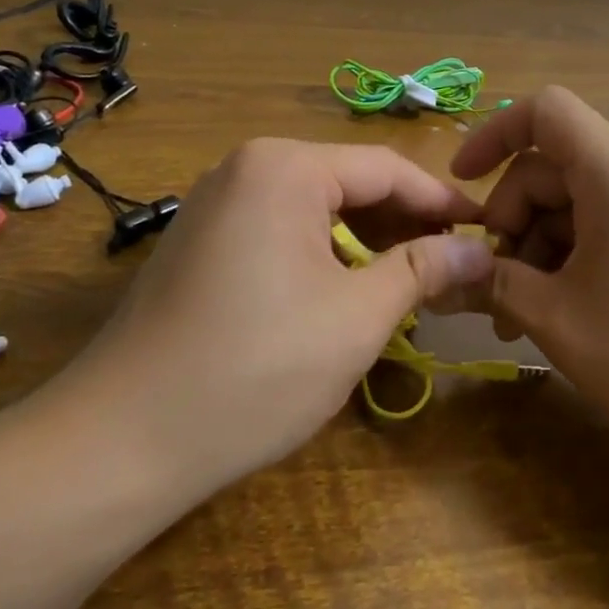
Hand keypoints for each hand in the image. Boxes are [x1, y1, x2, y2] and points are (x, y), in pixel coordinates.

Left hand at [45, 138, 493, 495]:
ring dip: (368, 242)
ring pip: (317, 209)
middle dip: (406, 224)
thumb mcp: (357, 317)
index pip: (387, 168)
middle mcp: (247, 168)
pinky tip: (351, 291)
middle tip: (455, 266)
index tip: (487, 231)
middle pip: (351, 184)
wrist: (121, 441)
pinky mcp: (202, 242)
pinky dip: (326, 254)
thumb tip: (479, 250)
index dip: (442, 202)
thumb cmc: (255, 369)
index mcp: (285, 167)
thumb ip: (424, 270)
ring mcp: (217, 204)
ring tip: (412, 283)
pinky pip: (282, 231)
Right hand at [451, 87, 608, 484]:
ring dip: (544, 247)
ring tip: (524, 318)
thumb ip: (495, 283)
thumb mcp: (559, 320)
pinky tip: (570, 313)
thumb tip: (450, 272)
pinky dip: (581, 256)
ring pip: (585, 201)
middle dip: (514, 220)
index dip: (493, 136)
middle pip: (557, 167)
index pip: (544, 111)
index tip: (462, 186)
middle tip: (494, 291)